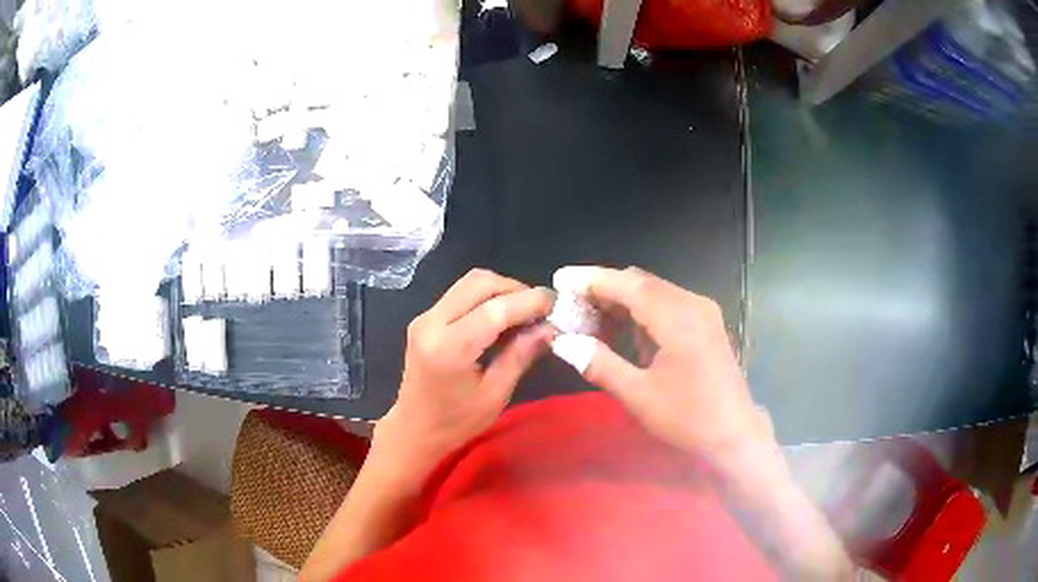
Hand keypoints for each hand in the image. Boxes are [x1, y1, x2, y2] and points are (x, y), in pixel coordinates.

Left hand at [376, 269, 553, 480]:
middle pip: (480, 282)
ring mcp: (425, 317)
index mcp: (450, 347)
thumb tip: (550, 327)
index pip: (495, 308)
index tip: (556, 304)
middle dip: (515, 289)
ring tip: (523, 313)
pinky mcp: (425, 318)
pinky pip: (460, 294)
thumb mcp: (495, 394)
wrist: (413, 429)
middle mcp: (432, 323)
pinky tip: (501, 318)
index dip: (529, 302)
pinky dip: (486, 298)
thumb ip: (520, 355)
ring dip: (501, 290)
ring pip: (470, 283)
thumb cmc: (456, 422)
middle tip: (539, 310)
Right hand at [549, 266, 769, 456]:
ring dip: (622, 300)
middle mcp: (693, 304)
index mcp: (678, 318)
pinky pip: (667, 305)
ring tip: (589, 316)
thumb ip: (599, 363)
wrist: (734, 436)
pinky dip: (641, 311)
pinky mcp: (706, 325)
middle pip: (641, 283)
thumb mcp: (638, 395)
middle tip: (570, 302)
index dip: (593, 279)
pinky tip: (622, 329)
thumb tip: (563, 341)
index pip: (629, 285)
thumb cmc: (687, 419)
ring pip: (654, 292)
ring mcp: (703, 313)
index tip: (561, 278)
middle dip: (604, 289)